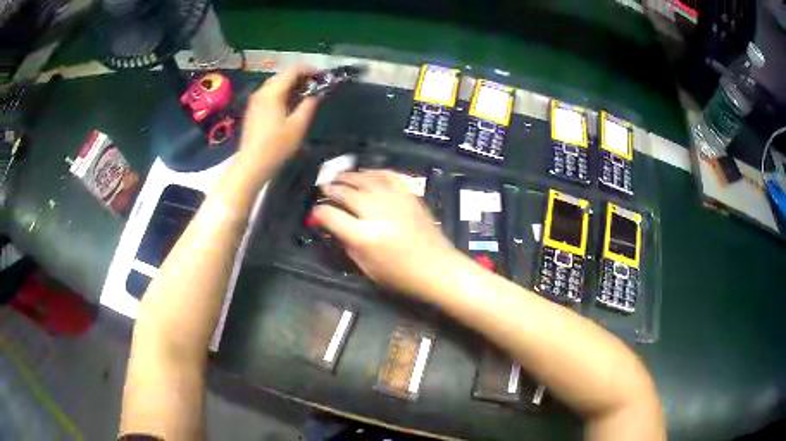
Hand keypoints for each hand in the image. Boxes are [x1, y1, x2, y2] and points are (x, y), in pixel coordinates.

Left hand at [237, 66, 318, 176]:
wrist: (252, 164)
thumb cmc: (276, 146)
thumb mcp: (298, 125)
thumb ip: (309, 105)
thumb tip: (317, 93)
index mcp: (272, 92)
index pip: (293, 70)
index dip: (310, 70)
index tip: (323, 76)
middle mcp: (262, 92)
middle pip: (283, 76)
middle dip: (301, 77)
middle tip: (316, 86)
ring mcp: (255, 101)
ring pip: (276, 85)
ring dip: (292, 86)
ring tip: (306, 95)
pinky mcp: (253, 110)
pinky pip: (269, 94)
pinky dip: (282, 94)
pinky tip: (290, 105)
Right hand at [312, 170, 461, 296]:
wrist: (437, 268)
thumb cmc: (400, 275)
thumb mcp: (366, 267)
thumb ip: (348, 244)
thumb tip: (334, 226)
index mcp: (364, 236)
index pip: (331, 216)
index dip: (319, 213)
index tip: (316, 213)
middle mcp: (377, 213)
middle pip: (347, 193)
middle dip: (331, 189)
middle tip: (324, 188)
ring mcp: (395, 200)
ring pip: (365, 180)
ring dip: (349, 177)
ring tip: (338, 176)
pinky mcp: (409, 195)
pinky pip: (388, 176)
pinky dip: (374, 172)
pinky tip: (365, 172)